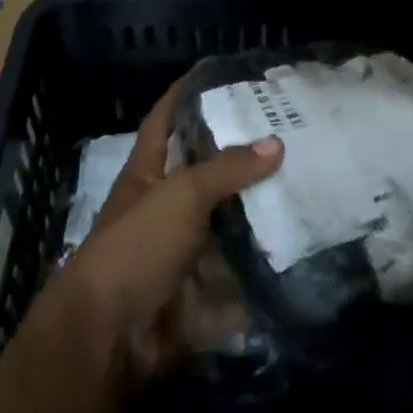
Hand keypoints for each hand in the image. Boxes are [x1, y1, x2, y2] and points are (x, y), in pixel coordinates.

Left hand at [59, 79, 282, 383]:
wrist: (108, 338)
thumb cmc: (137, 246)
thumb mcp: (182, 194)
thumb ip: (227, 168)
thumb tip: (276, 143)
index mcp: (147, 173)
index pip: (164, 120)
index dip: (183, 95)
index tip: (214, 74)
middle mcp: (162, 208)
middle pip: (203, 174)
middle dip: (238, 160)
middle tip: (285, 135)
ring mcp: (178, 254)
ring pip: (224, 227)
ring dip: (256, 218)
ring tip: (304, 190)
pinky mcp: (195, 296)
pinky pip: (234, 280)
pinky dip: (259, 273)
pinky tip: (299, 253)